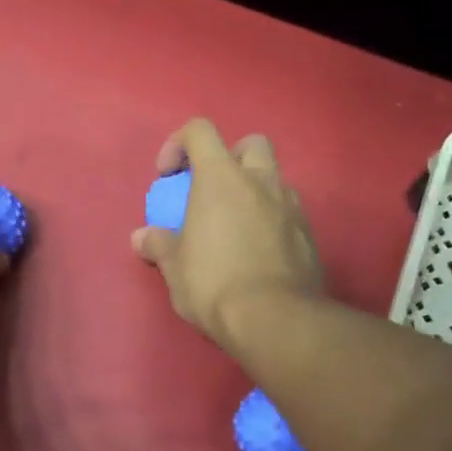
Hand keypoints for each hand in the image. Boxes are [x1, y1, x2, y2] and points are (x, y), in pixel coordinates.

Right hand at [131, 119, 322, 350]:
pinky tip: (257, 250)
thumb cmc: (213, 283)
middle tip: (212, 190)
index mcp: (221, 178)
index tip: (167, 176)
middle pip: (250, 144)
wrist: (274, 319)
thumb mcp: (174, 267)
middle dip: (229, 158)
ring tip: (235, 225)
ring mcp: (291, 206)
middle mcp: (261, 181)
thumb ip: (158, 244)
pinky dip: (271, 220)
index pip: (200, 131)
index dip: (178, 144)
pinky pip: (288, 212)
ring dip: (254, 190)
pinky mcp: (309, 234)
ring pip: (274, 178)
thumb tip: (142, 237)